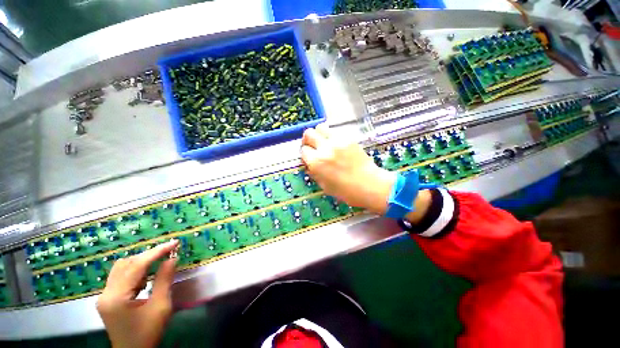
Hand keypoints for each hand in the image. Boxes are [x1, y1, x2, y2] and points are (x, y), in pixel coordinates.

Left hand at [97, 239, 178, 347]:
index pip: (136, 266)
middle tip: (168, 251)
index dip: (156, 252)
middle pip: (126, 264)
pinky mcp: (108, 299)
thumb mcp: (160, 307)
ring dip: (141, 262)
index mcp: (117, 297)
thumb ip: (164, 280)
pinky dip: (135, 272)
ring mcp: (105, 296)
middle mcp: (106, 293)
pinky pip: (121, 277)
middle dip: (148, 255)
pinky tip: (146, 277)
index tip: (174, 243)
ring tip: (159, 262)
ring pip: (121, 268)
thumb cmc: (148, 333)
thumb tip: (172, 258)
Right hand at [301, 123, 396, 214]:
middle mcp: (324, 149)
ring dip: (319, 134)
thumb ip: (314, 172)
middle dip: (308, 139)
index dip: (306, 154)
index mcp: (316, 163)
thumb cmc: (345, 191)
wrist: (369, 185)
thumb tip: (310, 163)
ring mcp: (337, 141)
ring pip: (321, 127)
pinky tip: (337, 146)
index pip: (303, 150)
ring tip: (324, 142)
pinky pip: (335, 132)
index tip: (309, 157)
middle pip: (309, 133)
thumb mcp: (324, 185)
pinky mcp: (348, 138)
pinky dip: (332, 137)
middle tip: (312, 145)